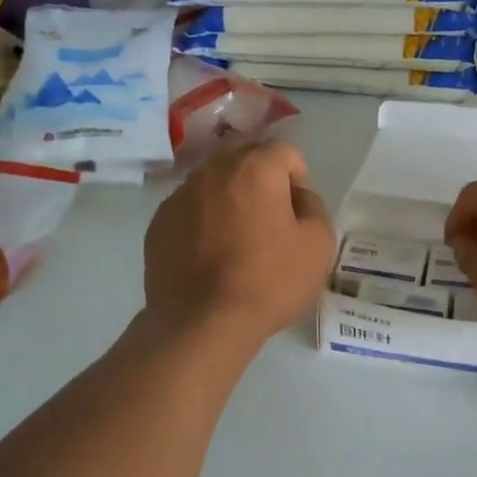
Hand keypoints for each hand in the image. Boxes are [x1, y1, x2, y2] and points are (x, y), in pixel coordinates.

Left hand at [143, 140, 335, 351]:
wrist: (202, 323)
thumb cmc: (268, 282)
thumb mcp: (318, 246)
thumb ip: (314, 207)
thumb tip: (296, 197)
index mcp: (255, 168)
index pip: (285, 152)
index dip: (297, 180)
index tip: (296, 215)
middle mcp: (213, 171)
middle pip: (245, 160)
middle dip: (261, 182)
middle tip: (269, 222)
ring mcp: (179, 196)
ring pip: (214, 184)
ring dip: (230, 200)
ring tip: (237, 242)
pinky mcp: (158, 223)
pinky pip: (190, 210)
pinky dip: (203, 222)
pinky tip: (210, 257)